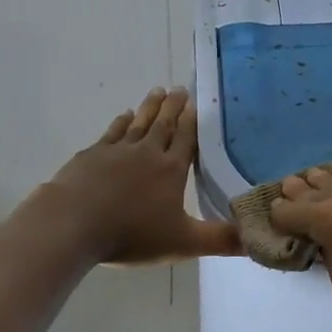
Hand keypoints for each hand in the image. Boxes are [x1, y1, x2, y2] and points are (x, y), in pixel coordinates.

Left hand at [40, 88, 240, 264]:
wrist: (73, 224)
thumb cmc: (131, 234)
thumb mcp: (183, 243)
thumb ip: (220, 240)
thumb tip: (257, 239)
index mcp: (171, 170)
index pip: (186, 140)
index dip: (192, 121)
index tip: (195, 102)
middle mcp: (147, 153)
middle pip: (163, 125)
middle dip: (173, 107)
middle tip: (179, 88)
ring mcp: (117, 151)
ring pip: (138, 124)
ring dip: (149, 108)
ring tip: (157, 92)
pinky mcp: (91, 156)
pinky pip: (112, 133)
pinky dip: (120, 122)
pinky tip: (124, 116)